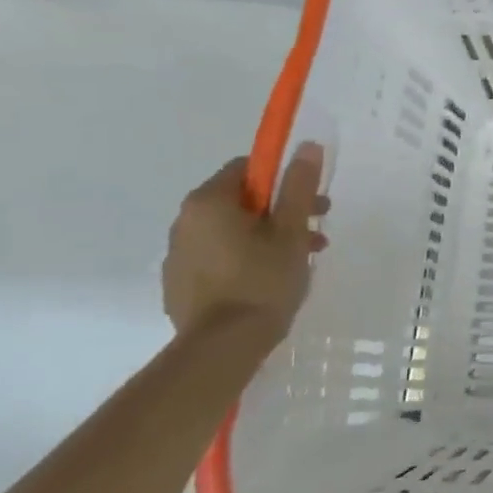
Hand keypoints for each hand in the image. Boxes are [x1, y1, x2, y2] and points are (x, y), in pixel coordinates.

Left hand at [162, 143, 329, 335]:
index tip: (309, 200)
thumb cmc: (262, 280)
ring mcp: (177, 257)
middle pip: (240, 201)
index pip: (246, 169)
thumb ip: (298, 186)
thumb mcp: (291, 230)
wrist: (222, 348)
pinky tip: (269, 282)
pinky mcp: (179, 286)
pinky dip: (245, 259)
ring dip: (267, 237)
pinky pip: (218, 258)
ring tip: (300, 261)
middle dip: (281, 212)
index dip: (282, 179)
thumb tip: (305, 145)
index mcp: (208, 203)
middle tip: (314, 232)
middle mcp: (184, 223)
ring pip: (231, 232)